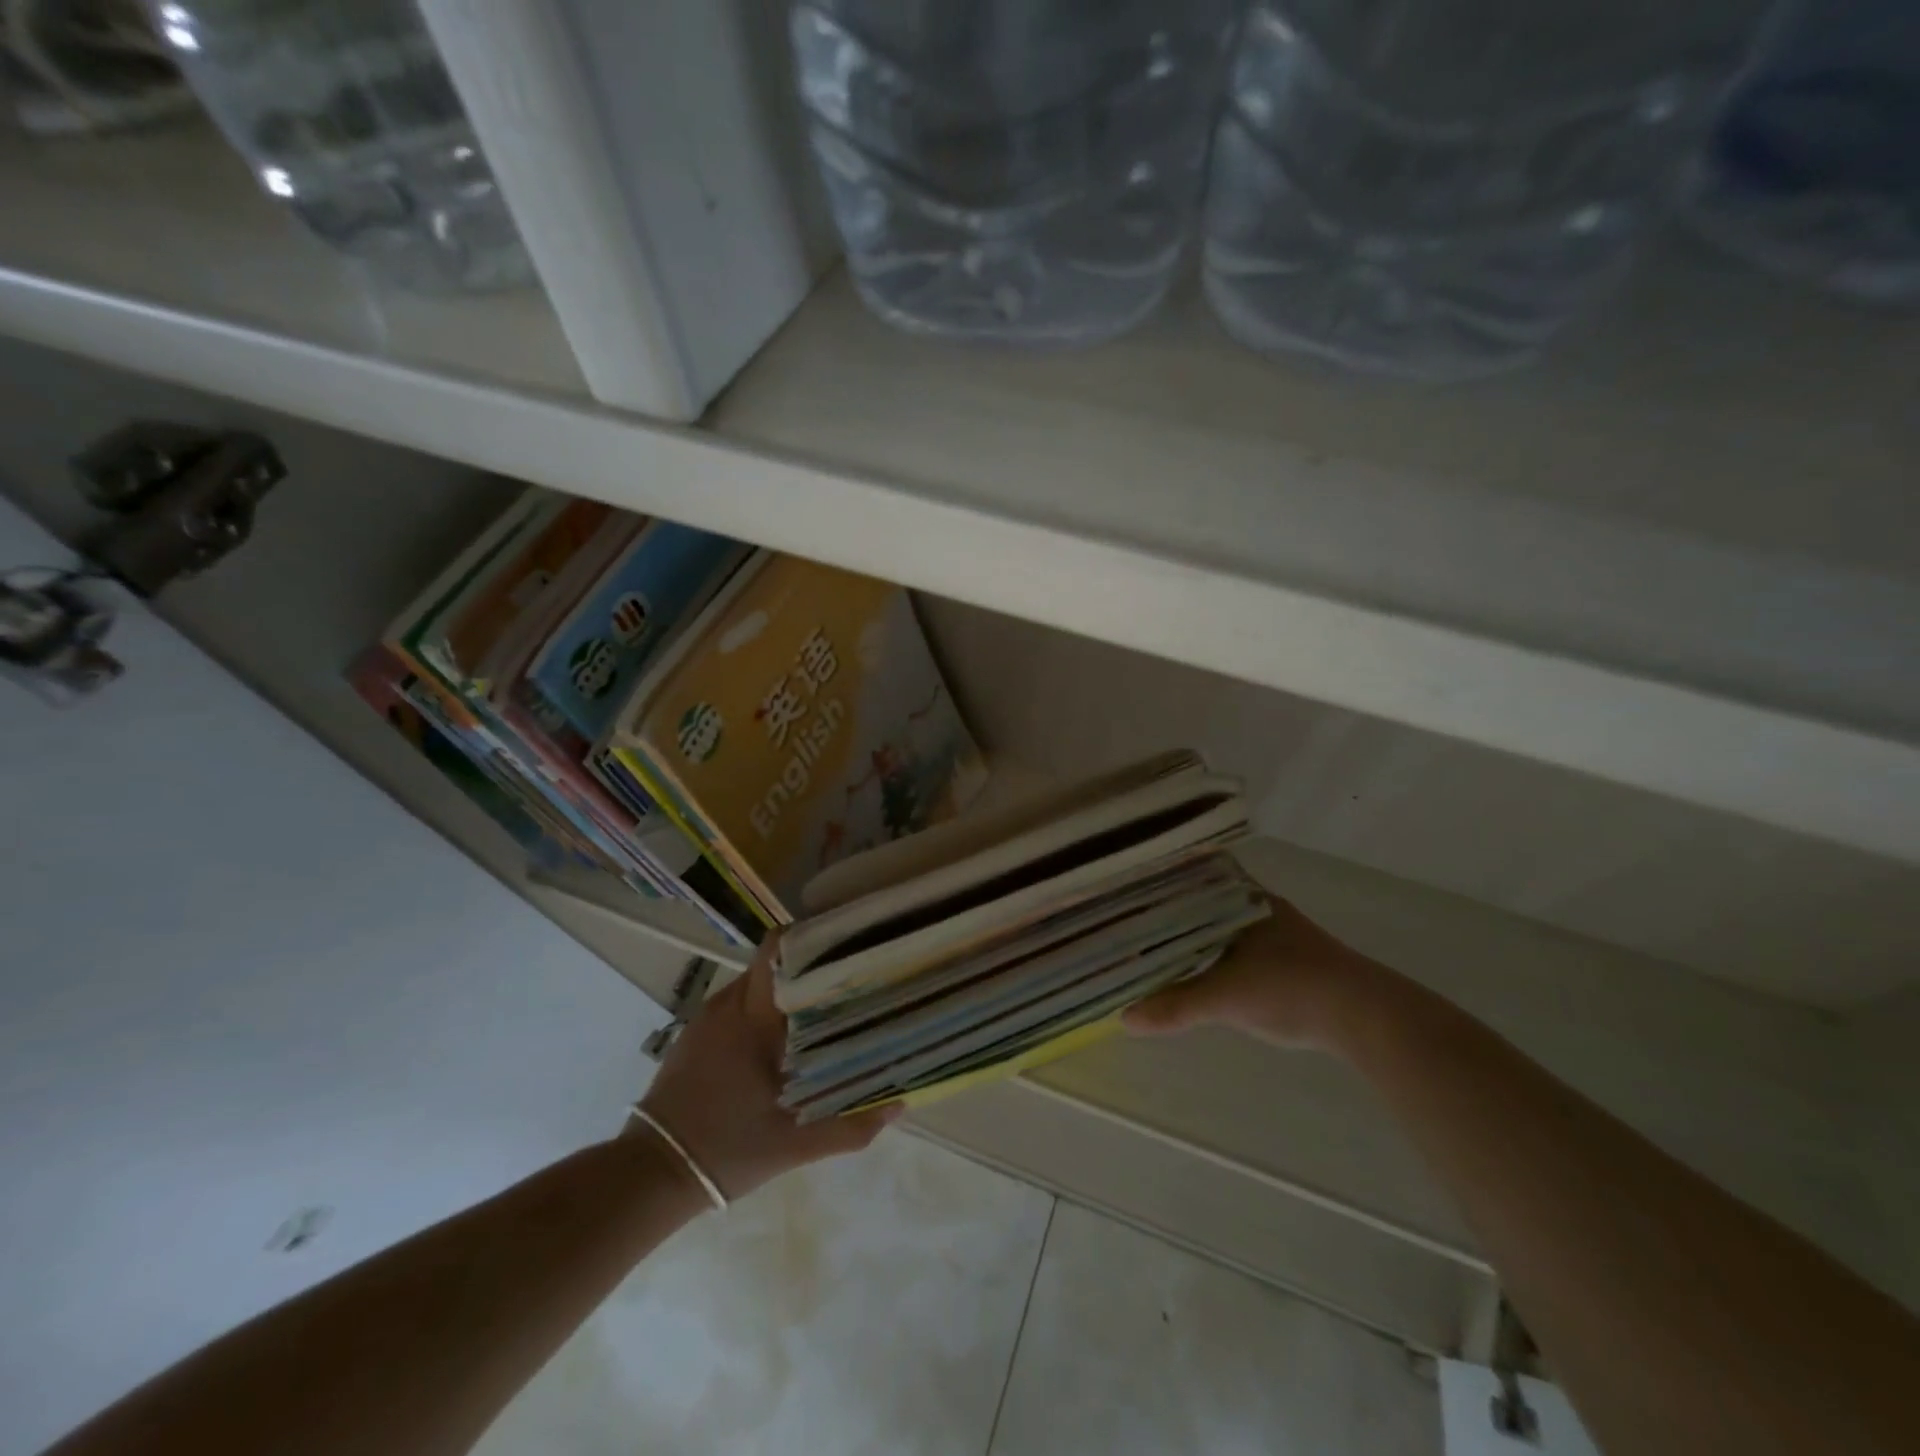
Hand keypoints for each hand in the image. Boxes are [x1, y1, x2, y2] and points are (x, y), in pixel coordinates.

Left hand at [633, 936, 897, 1204]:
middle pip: (775, 962)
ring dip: (788, 988)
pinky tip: (784, 1034)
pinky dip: (765, 1007)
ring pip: (757, 983)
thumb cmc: (727, 1150)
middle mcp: (728, 1004)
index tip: (847, 944)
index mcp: (753, 1018)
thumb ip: (850, 1125)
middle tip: (849, 978)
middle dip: (811, 964)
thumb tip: (899, 1102)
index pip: (779, 949)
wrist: (650, 1174)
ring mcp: (707, 1017)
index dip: (813, 938)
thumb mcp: (795, 1145)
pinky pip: (739, 1003)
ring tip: (825, 1004)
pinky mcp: (696, 1033)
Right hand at [1123, 895, 1390, 1051]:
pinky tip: (1197, 968)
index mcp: (1242, 898)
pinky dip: (1211, 952)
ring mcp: (1275, 931)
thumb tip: (1126, 1019)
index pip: (1192, 874)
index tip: (1127, 888)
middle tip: (1130, 920)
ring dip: (1191, 933)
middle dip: (1168, 910)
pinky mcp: (1287, 957)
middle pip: (1201, 900)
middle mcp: (1257, 906)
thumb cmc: (1293, 988)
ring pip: (1218, 923)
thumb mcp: (1226, 998)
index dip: (1159, 879)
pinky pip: (1234, 944)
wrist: (1368, 1017)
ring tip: (1153, 944)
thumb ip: (1176, 1005)